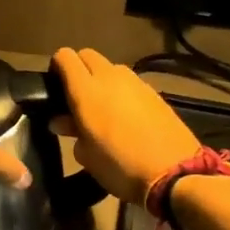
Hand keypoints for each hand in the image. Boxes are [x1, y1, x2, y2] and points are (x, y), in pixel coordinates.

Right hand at [50, 47, 201, 207]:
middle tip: (76, 97)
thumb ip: (71, 131)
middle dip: (79, 69)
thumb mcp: (87, 156)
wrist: (174, 173)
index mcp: (86, 90)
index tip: (55, 87)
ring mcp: (136, 82)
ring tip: (103, 107)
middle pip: (88, 56)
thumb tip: (61, 121)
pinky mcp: (155, 92)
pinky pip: (130, 82)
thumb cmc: (120, 166)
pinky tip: (126, 116)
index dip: (57, 67)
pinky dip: (122, 91)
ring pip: (111, 68)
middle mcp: (110, 77)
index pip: (65, 57)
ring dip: (102, 80)